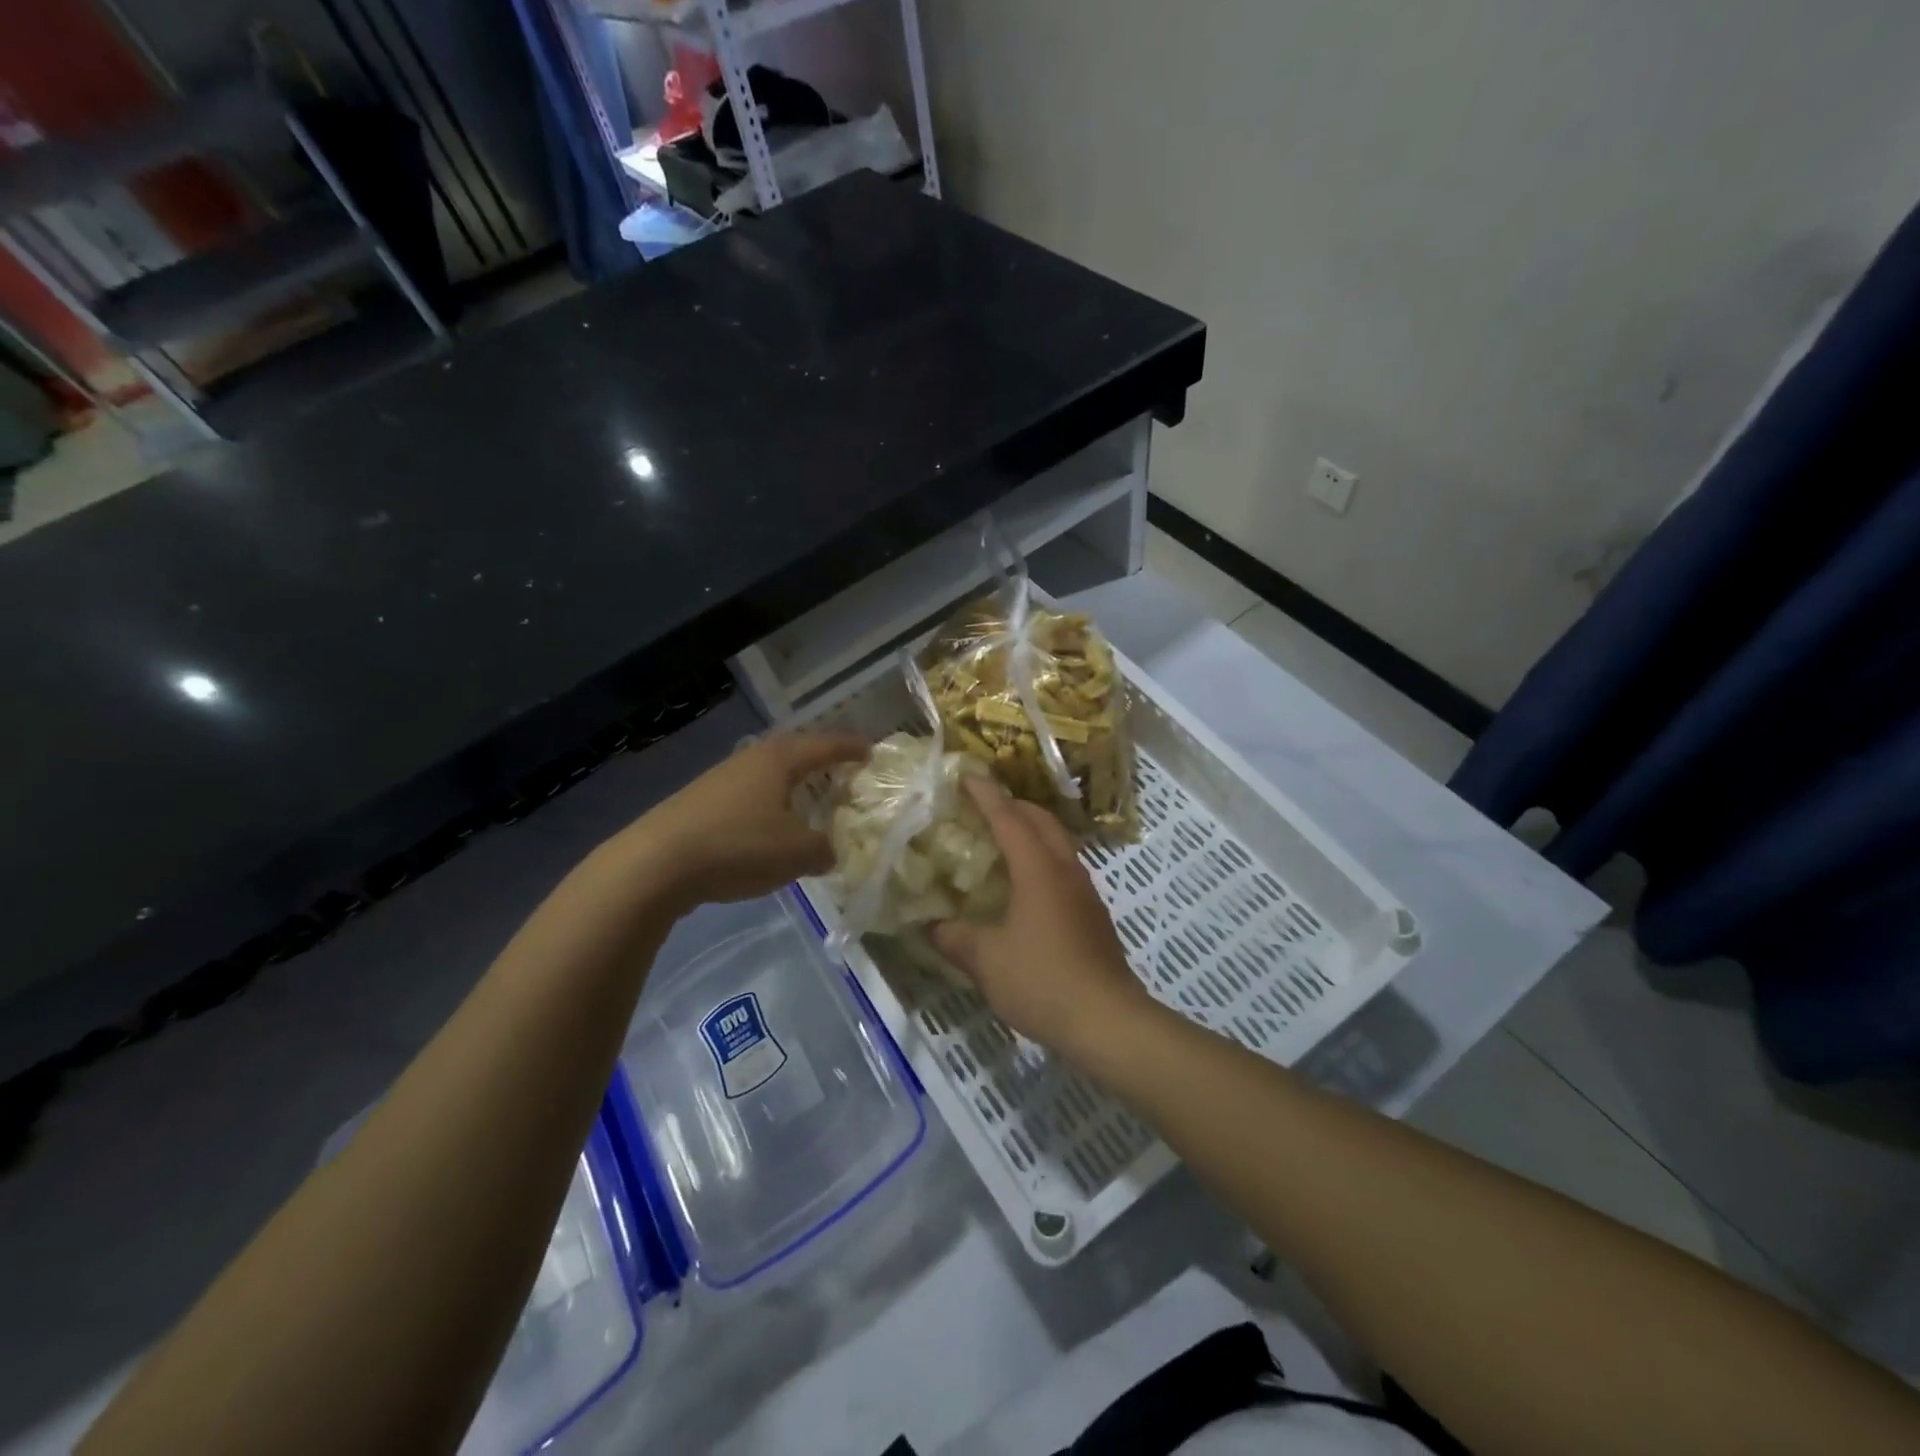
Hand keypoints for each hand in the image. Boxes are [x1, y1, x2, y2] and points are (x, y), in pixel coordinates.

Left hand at [620, 731, 867, 909]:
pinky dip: (766, 805)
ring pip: (766, 774)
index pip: (825, 746)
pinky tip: (766, 827)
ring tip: (806, 800)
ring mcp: (719, 779)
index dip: (850, 748)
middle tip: (840, 770)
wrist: (656, 864)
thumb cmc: (739, 846)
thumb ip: (823, 849)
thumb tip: (828, 851)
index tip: (870, 750)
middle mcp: (750, 760)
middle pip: (793, 752)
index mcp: (780, 760)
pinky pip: (746, 796)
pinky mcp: (698, 803)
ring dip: (790, 785)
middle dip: (819, 760)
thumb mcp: (797, 853)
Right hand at [930, 776, 1157, 1056]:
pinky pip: (1065, 868)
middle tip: (984, 805)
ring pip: (1058, 843)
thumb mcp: (987, 961)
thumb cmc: (1042, 981)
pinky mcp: (1093, 914)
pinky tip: (1027, 885)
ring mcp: (1085, 891)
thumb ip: (956, 938)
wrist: (1107, 1020)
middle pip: (1042, 820)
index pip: (1009, 818)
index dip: (986, 794)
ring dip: (1032, 831)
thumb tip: (932, 926)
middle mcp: (1065, 870)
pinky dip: (1043, 858)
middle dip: (1014, 805)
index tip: (967, 775)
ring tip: (1003, 840)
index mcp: (1038, 869)